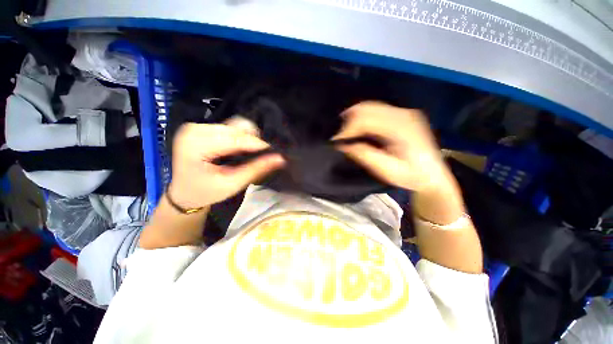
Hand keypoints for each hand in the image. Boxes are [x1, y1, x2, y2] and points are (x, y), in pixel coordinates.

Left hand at [168, 123, 284, 208]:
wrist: (184, 192)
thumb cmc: (206, 192)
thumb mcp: (232, 183)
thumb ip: (256, 169)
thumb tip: (280, 159)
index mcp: (196, 145)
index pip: (235, 139)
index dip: (258, 144)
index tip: (276, 151)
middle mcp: (194, 130)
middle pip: (235, 128)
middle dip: (253, 140)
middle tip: (265, 154)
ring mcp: (197, 127)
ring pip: (234, 125)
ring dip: (248, 137)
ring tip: (254, 152)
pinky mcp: (202, 128)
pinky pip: (229, 127)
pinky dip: (241, 136)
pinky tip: (244, 147)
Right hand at [334, 101, 451, 192]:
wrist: (433, 176)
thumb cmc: (411, 176)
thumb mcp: (386, 170)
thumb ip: (364, 154)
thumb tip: (342, 145)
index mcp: (401, 127)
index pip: (365, 119)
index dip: (347, 129)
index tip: (335, 141)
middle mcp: (403, 114)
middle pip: (366, 107)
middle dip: (347, 121)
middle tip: (338, 137)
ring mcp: (403, 112)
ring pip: (369, 106)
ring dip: (353, 118)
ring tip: (345, 133)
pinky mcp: (401, 115)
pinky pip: (375, 110)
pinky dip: (362, 118)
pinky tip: (357, 129)